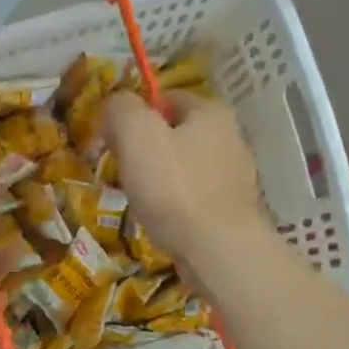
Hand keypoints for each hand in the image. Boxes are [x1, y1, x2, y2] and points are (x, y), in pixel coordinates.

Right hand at [103, 91, 267, 270]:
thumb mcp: (137, 137)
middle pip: (177, 135)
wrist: (218, 250)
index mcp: (211, 112)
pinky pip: (195, 198)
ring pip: (185, 169)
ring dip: (161, 181)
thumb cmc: (175, 188)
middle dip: (147, 151)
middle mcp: (231, 138)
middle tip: (122, 173)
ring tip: (140, 201)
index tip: (113, 141)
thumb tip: (115, 104)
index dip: (135, 115)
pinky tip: (163, 222)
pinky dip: (176, 206)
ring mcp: (235, 178)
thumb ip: (122, 110)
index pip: (167, 99)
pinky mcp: (233, 211)